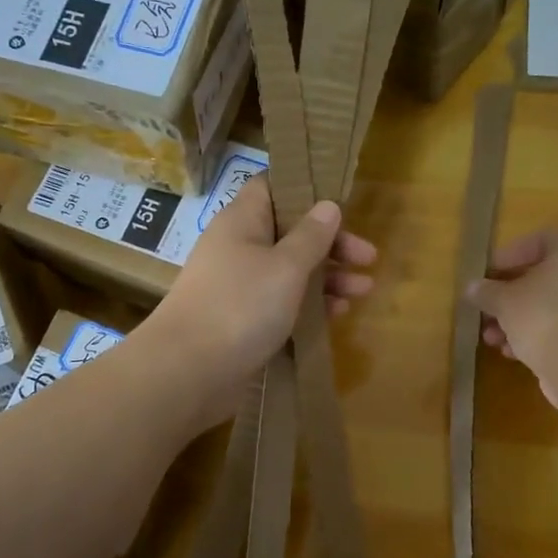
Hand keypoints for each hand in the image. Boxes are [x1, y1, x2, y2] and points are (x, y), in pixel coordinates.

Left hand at [145, 172, 376, 426]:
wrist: (189, 370)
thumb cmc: (241, 305)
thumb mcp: (286, 266)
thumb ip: (311, 236)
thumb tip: (328, 205)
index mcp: (242, 221)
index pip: (272, 187)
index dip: (306, 190)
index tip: (341, 203)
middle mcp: (239, 247)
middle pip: (291, 232)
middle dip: (331, 243)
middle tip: (368, 258)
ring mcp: (240, 285)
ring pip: (290, 270)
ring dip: (327, 277)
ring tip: (364, 290)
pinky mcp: (243, 319)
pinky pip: (282, 302)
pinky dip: (309, 305)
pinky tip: (337, 314)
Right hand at [466, 231, 557, 408]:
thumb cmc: (543, 318)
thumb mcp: (504, 301)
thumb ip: (486, 292)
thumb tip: (473, 288)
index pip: (537, 241)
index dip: (508, 256)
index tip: (485, 275)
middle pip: (541, 277)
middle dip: (507, 295)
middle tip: (484, 309)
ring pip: (547, 306)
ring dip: (515, 320)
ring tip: (490, 338)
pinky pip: (557, 328)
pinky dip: (533, 336)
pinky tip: (511, 353)